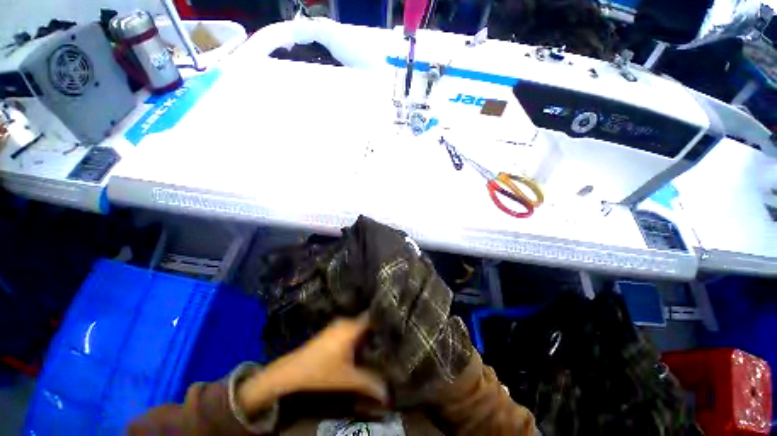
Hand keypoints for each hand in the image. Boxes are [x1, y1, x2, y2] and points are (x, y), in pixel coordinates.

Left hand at [238, 315, 386, 414]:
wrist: (293, 370)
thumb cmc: (321, 371)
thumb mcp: (347, 378)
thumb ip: (369, 383)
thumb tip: (389, 393)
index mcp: (351, 327)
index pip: (373, 315)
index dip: (385, 317)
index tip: (398, 321)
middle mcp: (346, 321)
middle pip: (368, 320)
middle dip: (380, 327)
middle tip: (395, 333)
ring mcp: (338, 325)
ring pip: (360, 325)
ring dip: (370, 332)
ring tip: (384, 338)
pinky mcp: (334, 331)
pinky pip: (353, 328)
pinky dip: (361, 334)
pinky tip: (366, 344)